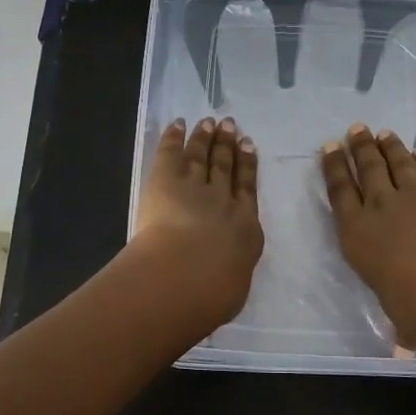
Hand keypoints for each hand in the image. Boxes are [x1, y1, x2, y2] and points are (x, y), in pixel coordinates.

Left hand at [130, 116, 264, 328]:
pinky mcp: (166, 180)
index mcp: (245, 228)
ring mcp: (195, 187)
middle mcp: (223, 201)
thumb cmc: (215, 292)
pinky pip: (171, 152)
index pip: (247, 190)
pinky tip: (179, 124)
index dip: (248, 166)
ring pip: (202, 157)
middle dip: (228, 145)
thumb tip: (227, 273)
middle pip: (226, 167)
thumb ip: (231, 273)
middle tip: (231, 126)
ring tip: (210, 122)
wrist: (189, 273)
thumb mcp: (233, 288)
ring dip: (206, 138)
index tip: (249, 146)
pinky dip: (175, 137)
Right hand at [320, 123, 415, 347]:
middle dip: (357, 147)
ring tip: (381, 132)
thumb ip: (403, 327)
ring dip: (387, 145)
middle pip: (365, 168)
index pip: (339, 193)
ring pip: (396, 160)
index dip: (332, 169)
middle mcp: (379, 205)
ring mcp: (413, 191)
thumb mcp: (403, 319)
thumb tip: (405, 350)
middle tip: (354, 130)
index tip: (328, 150)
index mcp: (357, 234)